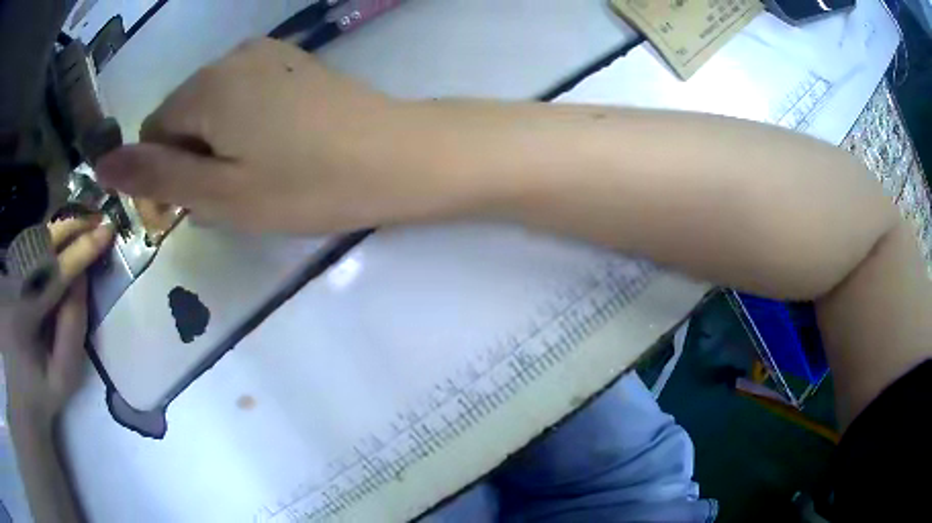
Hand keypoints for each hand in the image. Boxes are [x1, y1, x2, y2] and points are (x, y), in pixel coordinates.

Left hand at [2, 218, 113, 422]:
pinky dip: (44, 236)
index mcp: (25, 315)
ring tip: (81, 224)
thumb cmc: (40, 391)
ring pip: (33, 238)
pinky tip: (58, 238)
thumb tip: (82, 279)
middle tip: (95, 217)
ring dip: (58, 229)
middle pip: (42, 243)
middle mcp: (13, 285)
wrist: (18, 391)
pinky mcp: (6, 272)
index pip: (56, 272)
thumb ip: (73, 331)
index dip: (82, 250)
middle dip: (70, 226)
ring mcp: (8, 275)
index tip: (107, 231)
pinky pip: (26, 246)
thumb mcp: (62, 378)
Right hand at [95, 38, 445, 234]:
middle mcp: (231, 56)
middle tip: (231, 195)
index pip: (153, 131)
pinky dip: (243, 125)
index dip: (161, 173)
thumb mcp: (219, 193)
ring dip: (217, 143)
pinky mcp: (292, 63)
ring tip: (256, 175)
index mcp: (206, 85)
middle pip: (182, 115)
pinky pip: (244, 95)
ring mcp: (267, 54)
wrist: (395, 157)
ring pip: (212, 106)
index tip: (192, 206)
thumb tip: (103, 165)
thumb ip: (155, 176)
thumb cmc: (305, 184)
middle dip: (190, 157)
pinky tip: (275, 148)